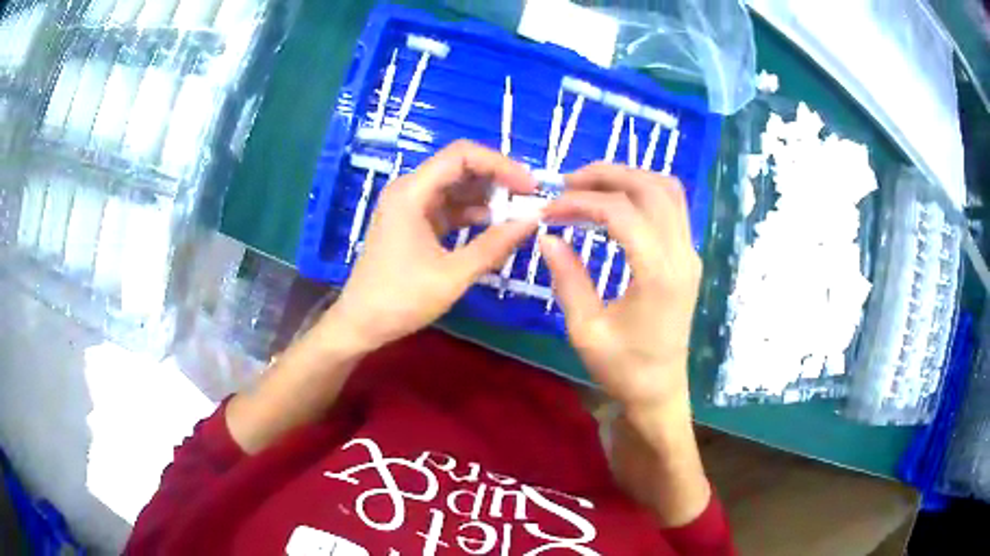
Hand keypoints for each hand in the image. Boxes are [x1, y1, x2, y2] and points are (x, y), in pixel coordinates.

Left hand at [325, 141, 537, 352]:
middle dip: (497, 179)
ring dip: (487, 196)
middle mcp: (409, 189)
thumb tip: (533, 221)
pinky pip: (448, 206)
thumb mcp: (453, 275)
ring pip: (456, 186)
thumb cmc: (401, 299)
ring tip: (519, 213)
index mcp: (412, 192)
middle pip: (460, 167)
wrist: (361, 323)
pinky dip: (472, 213)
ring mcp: (410, 205)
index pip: (462, 155)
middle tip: (529, 199)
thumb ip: (495, 245)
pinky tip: (495, 226)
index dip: (500, 164)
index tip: (530, 186)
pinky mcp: (413, 222)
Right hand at [541, 163, 709, 526]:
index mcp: (658, 274)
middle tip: (567, 184)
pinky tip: (616, 205)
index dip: (580, 202)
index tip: (548, 210)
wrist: (661, 392)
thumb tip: (547, 236)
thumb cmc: (623, 369)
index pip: (621, 212)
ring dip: (629, 178)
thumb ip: (567, 278)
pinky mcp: (688, 258)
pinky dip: (643, 193)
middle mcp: (682, 255)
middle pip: (650, 187)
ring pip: (668, 190)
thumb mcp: (585, 330)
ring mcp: (690, 254)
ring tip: (590, 187)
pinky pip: (673, 207)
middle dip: (606, 175)